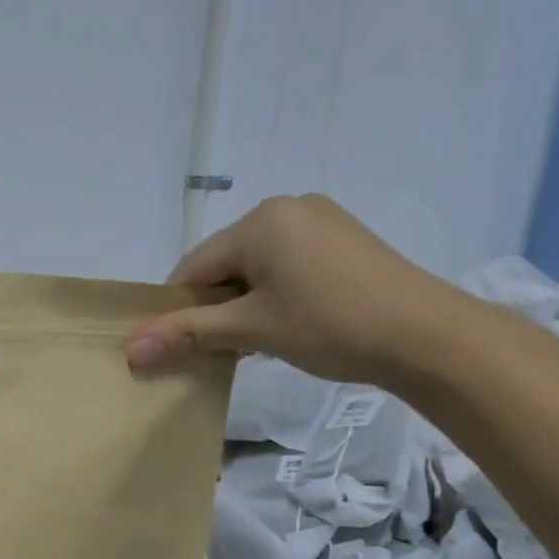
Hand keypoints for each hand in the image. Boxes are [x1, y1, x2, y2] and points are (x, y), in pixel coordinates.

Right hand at [124, 194, 468, 385]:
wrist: (430, 337)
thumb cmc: (330, 325)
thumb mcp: (251, 329)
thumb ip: (186, 334)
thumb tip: (128, 350)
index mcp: (259, 220)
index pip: (193, 267)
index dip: (179, 309)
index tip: (181, 346)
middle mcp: (287, 207)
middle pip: (226, 264)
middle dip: (217, 306)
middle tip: (227, 348)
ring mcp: (322, 220)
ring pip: (258, 266)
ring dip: (247, 302)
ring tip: (262, 339)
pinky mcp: (346, 239)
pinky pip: (290, 263)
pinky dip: (277, 292)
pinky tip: (293, 322)